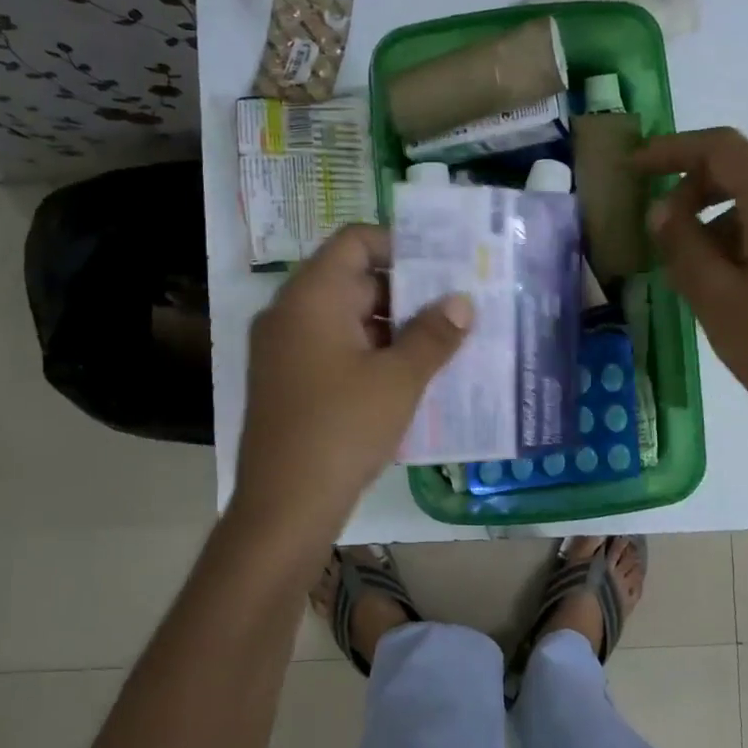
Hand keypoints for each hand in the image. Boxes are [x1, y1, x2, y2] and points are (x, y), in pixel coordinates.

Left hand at [233, 224, 470, 536]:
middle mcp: (291, 313)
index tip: (443, 267)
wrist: (285, 505)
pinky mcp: (289, 382)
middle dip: (407, 293)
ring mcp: (285, 350)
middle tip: (457, 307)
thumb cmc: (343, 429)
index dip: (400, 245)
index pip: (355, 241)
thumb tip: (462, 302)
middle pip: (353, 280)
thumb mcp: (399, 380)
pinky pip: (335, 350)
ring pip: (348, 319)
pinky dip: (371, 354)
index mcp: (311, 297)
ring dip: (393, 328)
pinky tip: (410, 377)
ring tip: (444, 344)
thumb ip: (434, 335)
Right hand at [632, 128, 747, 467]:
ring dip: (731, 213)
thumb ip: (681, 242)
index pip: (722, 149)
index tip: (637, 167)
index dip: (673, 151)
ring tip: (700, 263)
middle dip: (702, 187)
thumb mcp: (714, 297)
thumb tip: (663, 211)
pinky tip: (741, 271)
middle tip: (665, 226)